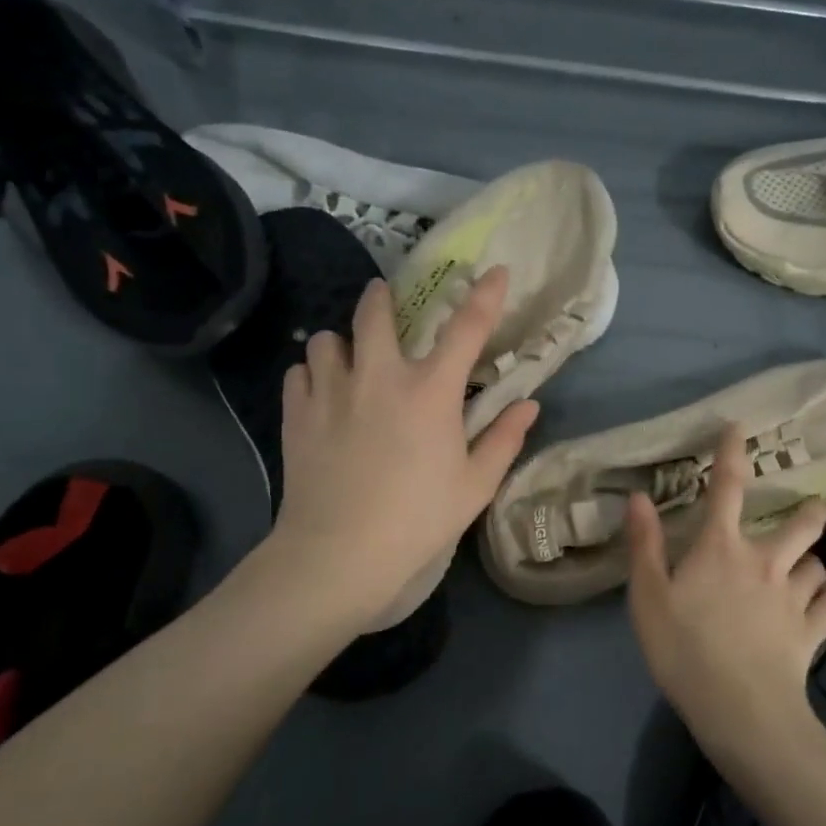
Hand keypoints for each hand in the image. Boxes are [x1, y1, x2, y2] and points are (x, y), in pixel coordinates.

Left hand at [252, 266, 537, 642]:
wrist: (339, 554)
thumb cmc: (418, 519)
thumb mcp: (475, 485)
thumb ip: (504, 439)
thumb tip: (528, 405)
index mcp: (431, 391)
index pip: (466, 328)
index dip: (485, 295)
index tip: (497, 271)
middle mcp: (379, 376)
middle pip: (374, 312)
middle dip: (381, 298)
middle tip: (385, 299)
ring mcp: (331, 392)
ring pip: (327, 340)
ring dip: (342, 342)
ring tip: (348, 359)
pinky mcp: (297, 414)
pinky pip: (299, 373)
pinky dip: (312, 374)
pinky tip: (321, 394)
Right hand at [624, 424, 825, 767]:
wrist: (738, 707)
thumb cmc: (683, 648)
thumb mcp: (647, 596)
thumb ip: (645, 545)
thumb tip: (639, 497)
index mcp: (722, 548)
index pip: (728, 488)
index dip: (732, 454)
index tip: (739, 428)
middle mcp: (766, 561)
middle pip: (801, 524)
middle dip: (809, 511)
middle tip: (812, 508)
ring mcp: (794, 597)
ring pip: (820, 565)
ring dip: (814, 563)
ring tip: (809, 568)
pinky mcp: (813, 631)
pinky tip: (824, 607)